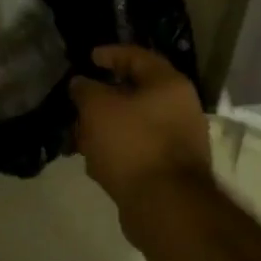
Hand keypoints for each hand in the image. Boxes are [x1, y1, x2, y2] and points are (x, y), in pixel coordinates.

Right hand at [69, 45, 211, 207]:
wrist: (165, 205)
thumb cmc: (132, 145)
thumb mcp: (98, 109)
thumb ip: (86, 90)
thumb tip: (81, 83)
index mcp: (169, 84)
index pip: (137, 57)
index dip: (111, 54)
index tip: (88, 58)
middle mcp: (180, 108)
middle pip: (136, 93)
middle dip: (104, 98)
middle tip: (79, 102)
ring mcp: (178, 140)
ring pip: (135, 124)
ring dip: (107, 127)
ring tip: (79, 136)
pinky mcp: (170, 169)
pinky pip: (138, 150)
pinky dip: (117, 151)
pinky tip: (95, 163)